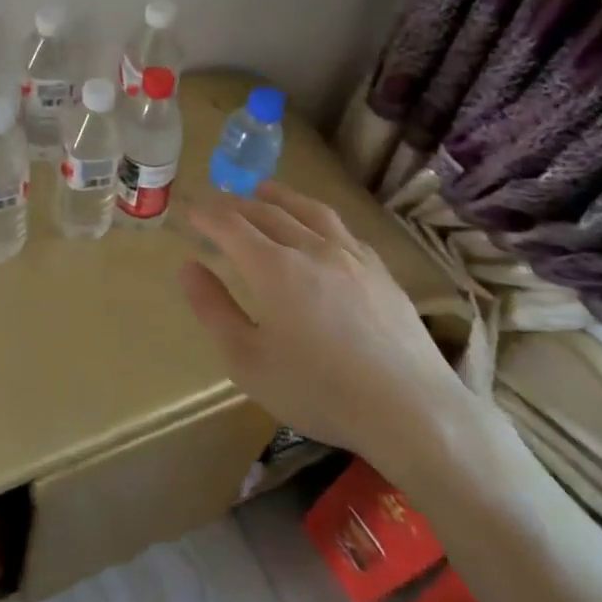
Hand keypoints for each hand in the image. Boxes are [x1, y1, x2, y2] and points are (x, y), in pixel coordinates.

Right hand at [180, 181, 481, 480]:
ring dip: (280, 196)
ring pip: (308, 210)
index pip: (231, 225)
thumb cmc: (320, 391)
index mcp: (273, 268)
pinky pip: (342, 229)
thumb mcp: (248, 362)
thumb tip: (188, 266)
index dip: (207, 215)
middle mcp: (310, 248)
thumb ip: (213, 310)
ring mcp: (351, 256)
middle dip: (236, 203)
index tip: (190, 211)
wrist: (413, 411)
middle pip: (267, 211)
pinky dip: (317, 217)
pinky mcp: (381, 271)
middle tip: (217, 202)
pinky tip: (319, 227)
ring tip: (264, 190)